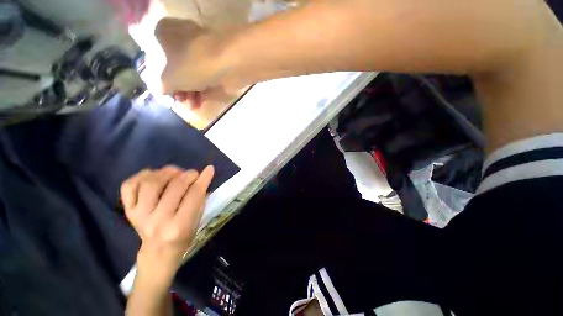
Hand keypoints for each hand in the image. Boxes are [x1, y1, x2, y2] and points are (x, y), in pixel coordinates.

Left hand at [121, 165, 214, 274]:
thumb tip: (203, 177)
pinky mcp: (128, 211)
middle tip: (193, 174)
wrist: (158, 252)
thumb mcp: (198, 220)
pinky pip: (129, 186)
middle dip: (188, 175)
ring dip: (166, 172)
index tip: (209, 169)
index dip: (203, 179)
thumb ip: (200, 198)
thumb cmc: (183, 236)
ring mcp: (139, 215)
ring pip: (151, 183)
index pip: (194, 195)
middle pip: (175, 186)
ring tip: (175, 172)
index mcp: (179, 226)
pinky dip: (142, 175)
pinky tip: (154, 175)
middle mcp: (158, 220)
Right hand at [155, 18, 235, 101]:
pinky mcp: (217, 61)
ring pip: (191, 74)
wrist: (228, 61)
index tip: (168, 96)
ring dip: (190, 92)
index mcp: (163, 33)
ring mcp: (202, 49)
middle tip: (182, 102)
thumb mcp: (167, 79)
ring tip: (193, 106)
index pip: (156, 60)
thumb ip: (160, 86)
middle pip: (176, 69)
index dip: (161, 80)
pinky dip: (202, 89)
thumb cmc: (191, 66)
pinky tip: (201, 102)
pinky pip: (205, 76)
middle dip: (179, 90)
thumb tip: (162, 91)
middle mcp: (181, 37)